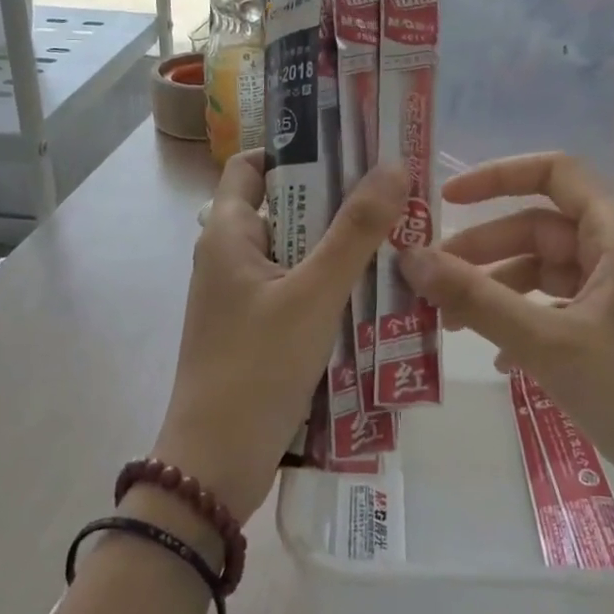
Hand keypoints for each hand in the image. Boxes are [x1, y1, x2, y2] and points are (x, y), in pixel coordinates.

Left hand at [155, 152, 404, 523]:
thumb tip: (394, 165)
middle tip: (394, 193)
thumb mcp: (313, 294)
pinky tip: (375, 291)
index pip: (253, 165)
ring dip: (339, 246)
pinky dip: (330, 284)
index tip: (352, 147)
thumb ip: (355, 231)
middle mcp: (229, 256)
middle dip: (336, 199)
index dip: (297, 149)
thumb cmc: (257, 368)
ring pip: (296, 252)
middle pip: (284, 206)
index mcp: (227, 233)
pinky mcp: (256, 331)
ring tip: (397, 237)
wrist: (215, 466)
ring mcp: (242, 297)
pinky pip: (297, 290)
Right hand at [397, 152, 613, 524]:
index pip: (553, 172)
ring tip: (452, 323)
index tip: (444, 200)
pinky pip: (569, 303)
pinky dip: (531, 318)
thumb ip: (475, 297)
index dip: (495, 177)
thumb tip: (410, 257)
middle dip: (485, 252)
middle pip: (544, 228)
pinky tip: (500, 357)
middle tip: (431, 282)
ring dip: (502, 290)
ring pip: (552, 269)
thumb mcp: (547, 344)